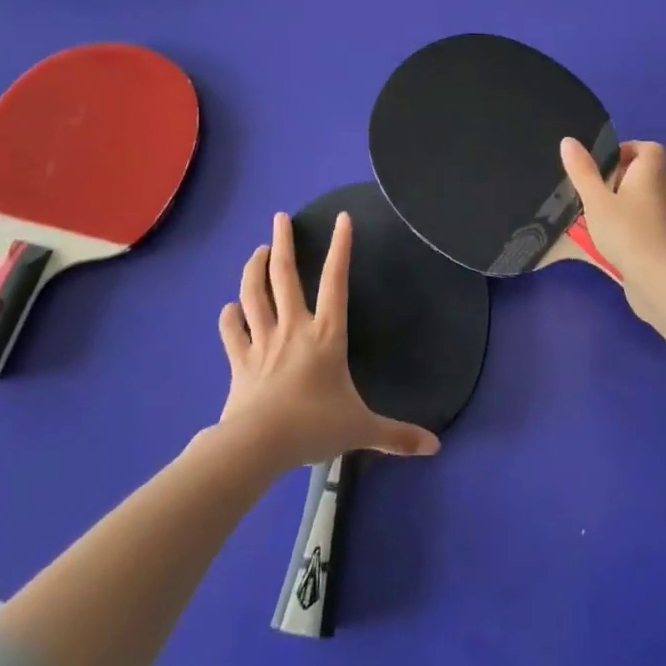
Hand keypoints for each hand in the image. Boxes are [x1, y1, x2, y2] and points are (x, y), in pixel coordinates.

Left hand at [216, 211, 438, 470]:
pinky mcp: (239, 361)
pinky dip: (230, 316)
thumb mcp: (362, 429)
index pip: (336, 281)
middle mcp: (293, 328)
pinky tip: (230, 308)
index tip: (341, 218)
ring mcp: (263, 342)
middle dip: (282, 243)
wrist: (259, 444)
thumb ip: (397, 435)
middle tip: (279, 218)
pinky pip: (232, 331)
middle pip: (284, 276)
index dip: (340, 247)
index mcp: (326, 335)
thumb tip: (435, 447)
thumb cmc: (315, 426)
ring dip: (253, 269)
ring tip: (257, 251)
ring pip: (254, 294)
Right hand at [561, 137, 665, 326]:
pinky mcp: (662, 237)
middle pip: (645, 171)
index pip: (650, 148)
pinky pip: (643, 218)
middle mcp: (663, 189)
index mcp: (651, 172)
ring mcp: (665, 215)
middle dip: (619, 176)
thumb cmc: (626, 230)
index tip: (604, 163)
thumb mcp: (596, 199)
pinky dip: (628, 220)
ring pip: (643, 196)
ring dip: (621, 200)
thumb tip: (568, 141)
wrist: (657, 278)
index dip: (629, 149)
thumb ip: (582, 171)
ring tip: (595, 211)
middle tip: (593, 188)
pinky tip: (607, 234)